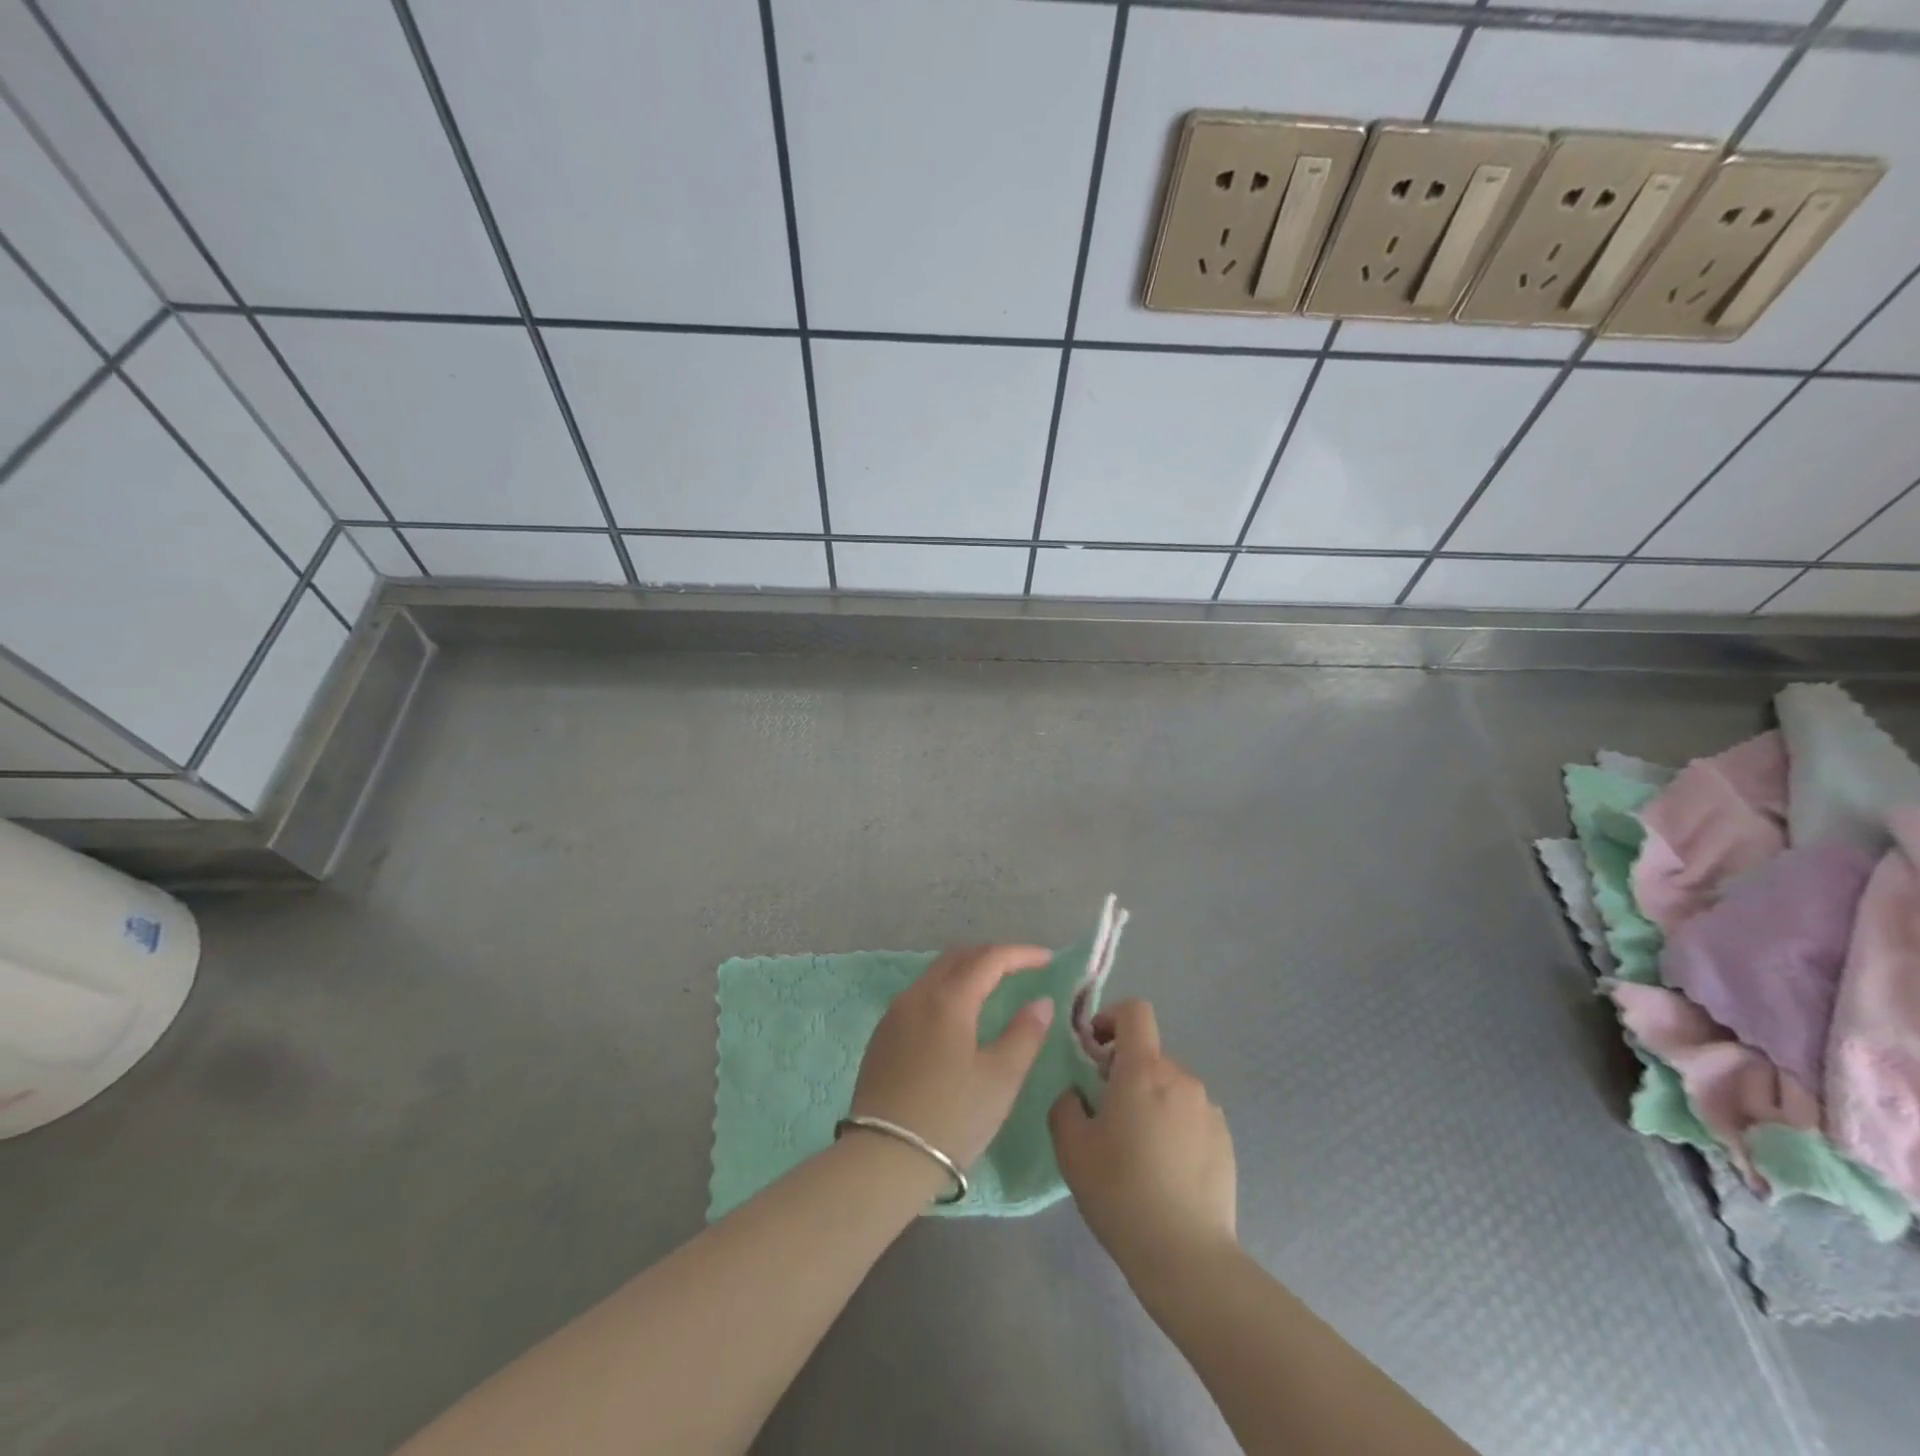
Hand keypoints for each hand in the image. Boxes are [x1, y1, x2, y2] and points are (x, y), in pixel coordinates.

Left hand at [850, 944, 1057, 1170]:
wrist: (883, 1158)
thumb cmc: (951, 1117)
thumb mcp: (1000, 1079)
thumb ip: (1025, 1034)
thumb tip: (1041, 1002)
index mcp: (948, 999)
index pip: (989, 959)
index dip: (1021, 954)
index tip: (1047, 959)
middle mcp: (918, 995)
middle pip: (958, 957)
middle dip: (992, 956)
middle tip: (1021, 968)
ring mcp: (895, 1014)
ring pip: (935, 974)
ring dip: (966, 971)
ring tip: (992, 986)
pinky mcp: (882, 1035)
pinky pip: (919, 995)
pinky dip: (945, 990)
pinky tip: (956, 1014)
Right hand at [1049, 999, 1237, 1284]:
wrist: (1186, 1257)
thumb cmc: (1120, 1192)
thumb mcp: (1071, 1147)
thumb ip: (1066, 1105)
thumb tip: (1078, 1094)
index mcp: (1144, 1070)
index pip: (1135, 1012)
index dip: (1111, 1018)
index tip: (1094, 1049)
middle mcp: (1181, 1078)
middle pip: (1149, 1055)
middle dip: (1125, 1072)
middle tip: (1105, 1115)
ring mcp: (1208, 1109)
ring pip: (1170, 1086)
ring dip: (1150, 1100)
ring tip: (1137, 1149)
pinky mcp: (1225, 1140)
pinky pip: (1191, 1115)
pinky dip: (1174, 1126)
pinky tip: (1164, 1170)